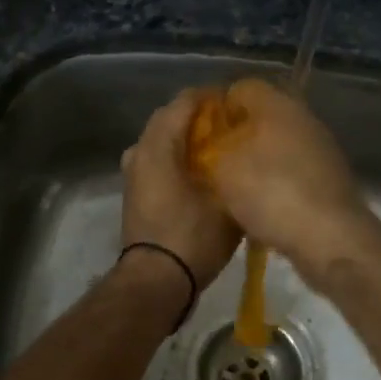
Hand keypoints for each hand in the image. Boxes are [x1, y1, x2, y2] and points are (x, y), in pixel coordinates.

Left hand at [120, 89, 240, 290]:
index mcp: (159, 145)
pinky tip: (203, 170)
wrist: (156, 282)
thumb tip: (246, 152)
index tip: (239, 105)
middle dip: (200, 116)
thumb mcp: (226, 200)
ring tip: (220, 148)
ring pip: (162, 139)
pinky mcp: (136, 191)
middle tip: (232, 125)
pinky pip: (157, 158)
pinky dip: (177, 156)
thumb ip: (235, 168)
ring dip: (187, 137)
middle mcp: (140, 150)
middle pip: (170, 117)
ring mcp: (133, 172)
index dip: (213, 97)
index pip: (185, 101)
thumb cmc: (193, 237)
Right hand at [198, 78, 371, 273]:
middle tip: (213, 160)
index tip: (199, 133)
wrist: (331, 237)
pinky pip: (295, 170)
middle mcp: (304, 118)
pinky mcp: (331, 178)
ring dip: (258, 160)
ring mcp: (322, 148)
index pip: (242, 87)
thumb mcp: (224, 168)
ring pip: (280, 144)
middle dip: (238, 135)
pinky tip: (263, 205)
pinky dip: (278, 182)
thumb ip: (212, 147)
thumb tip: (213, 141)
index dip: (217, 107)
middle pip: (263, 116)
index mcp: (278, 104)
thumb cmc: (271, 193)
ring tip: (234, 186)